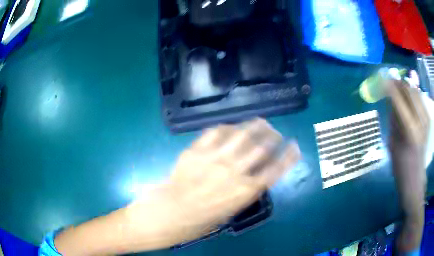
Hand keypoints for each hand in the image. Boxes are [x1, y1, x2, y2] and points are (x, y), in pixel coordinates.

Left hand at [54, 118, 300, 254]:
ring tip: (261, 123)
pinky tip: (231, 127)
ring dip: (254, 127)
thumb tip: (252, 179)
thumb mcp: (226, 214)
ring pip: (240, 135)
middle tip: (276, 133)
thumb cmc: (195, 223)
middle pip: (261, 148)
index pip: (275, 170)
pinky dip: (226, 128)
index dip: (288, 157)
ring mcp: (213, 159)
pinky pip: (215, 133)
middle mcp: (233, 172)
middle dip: (273, 137)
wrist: (163, 215)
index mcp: (244, 192)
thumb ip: (241, 194)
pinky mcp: (195, 151)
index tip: (295, 147)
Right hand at [387, 80, 429, 251]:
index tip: (380, 79)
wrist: (415, 181)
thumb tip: (390, 97)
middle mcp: (420, 120)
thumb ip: (394, 117)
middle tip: (388, 82)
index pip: (398, 98)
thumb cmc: (401, 168)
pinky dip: (412, 93)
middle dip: (398, 83)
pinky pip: (420, 98)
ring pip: (415, 91)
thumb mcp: (393, 143)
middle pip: (408, 89)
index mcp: (410, 130)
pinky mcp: (428, 119)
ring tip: (397, 89)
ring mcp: (426, 119)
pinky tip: (408, 98)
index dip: (389, 85)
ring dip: (405, 87)